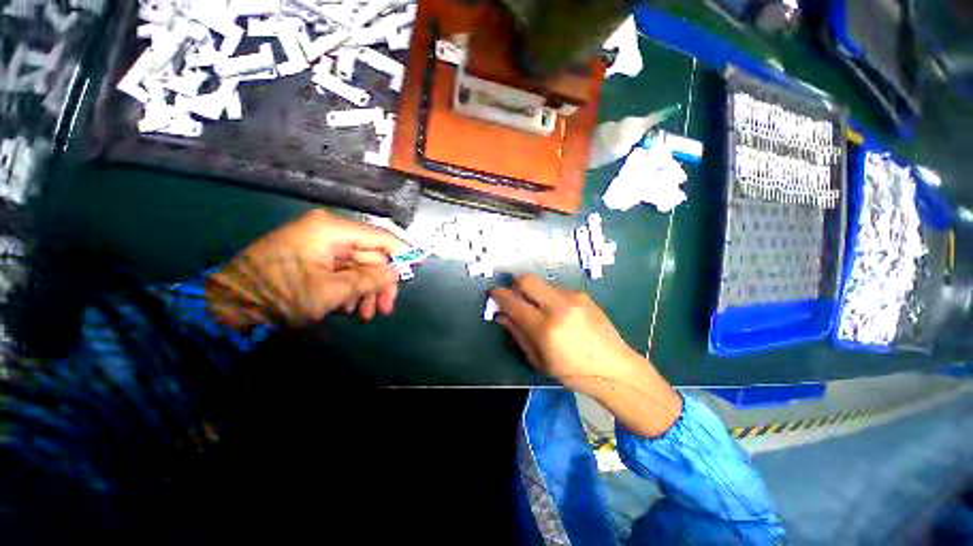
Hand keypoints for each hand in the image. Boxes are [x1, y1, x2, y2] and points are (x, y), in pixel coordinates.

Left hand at [207, 210, 408, 328]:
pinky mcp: (313, 257)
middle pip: (371, 255)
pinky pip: (343, 271)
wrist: (228, 305)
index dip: (402, 253)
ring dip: (366, 290)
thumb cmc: (280, 295)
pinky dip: (351, 289)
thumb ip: (369, 280)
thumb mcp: (330, 291)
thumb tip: (396, 273)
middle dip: (380, 283)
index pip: (379, 237)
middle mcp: (328, 231)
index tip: (418, 266)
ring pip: (359, 266)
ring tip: (366, 315)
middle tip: (386, 308)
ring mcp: (320, 244)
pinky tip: (348, 308)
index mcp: (331, 230)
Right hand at [491, 275, 682, 436]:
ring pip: (542, 283)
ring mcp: (573, 297)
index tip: (493, 294)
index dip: (499, 295)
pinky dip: (549, 296)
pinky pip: (556, 289)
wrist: (614, 367)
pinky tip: (557, 312)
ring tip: (539, 309)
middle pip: (527, 279)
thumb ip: (517, 334)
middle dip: (514, 284)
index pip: (514, 302)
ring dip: (534, 292)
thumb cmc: (572, 371)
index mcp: (545, 328)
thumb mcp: (538, 360)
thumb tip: (501, 315)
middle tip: (514, 296)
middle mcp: (558, 306)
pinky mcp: (583, 294)